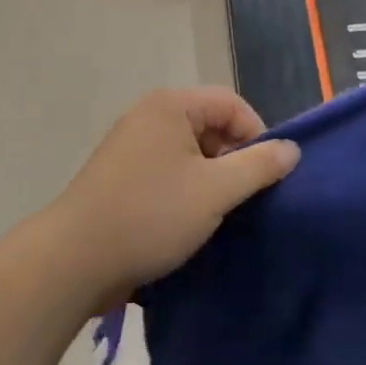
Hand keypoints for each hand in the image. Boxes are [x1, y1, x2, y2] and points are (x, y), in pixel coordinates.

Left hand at [44, 87, 299, 302]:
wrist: (73, 260)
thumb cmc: (150, 215)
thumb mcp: (215, 190)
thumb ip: (258, 166)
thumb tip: (291, 149)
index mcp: (171, 105)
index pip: (232, 104)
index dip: (257, 136)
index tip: (265, 177)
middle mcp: (149, 115)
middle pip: (210, 124)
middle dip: (233, 159)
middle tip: (242, 198)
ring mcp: (130, 144)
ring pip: (189, 151)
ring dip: (210, 178)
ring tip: (217, 213)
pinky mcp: (119, 174)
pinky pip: (167, 170)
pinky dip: (185, 189)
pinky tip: (188, 220)